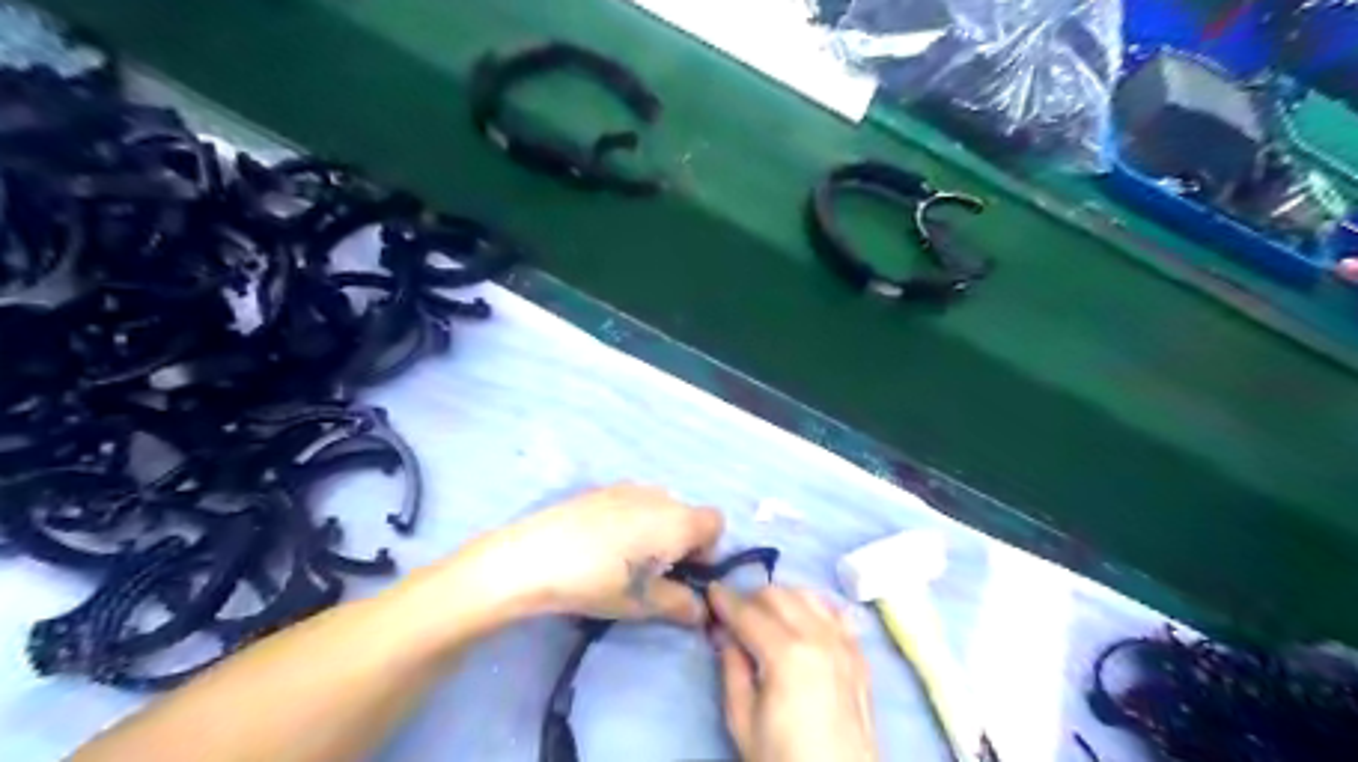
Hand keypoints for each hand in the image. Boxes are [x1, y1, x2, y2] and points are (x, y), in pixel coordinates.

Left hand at [445, 484, 719, 627]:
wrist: (533, 557)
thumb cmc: (598, 581)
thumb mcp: (643, 603)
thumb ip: (681, 605)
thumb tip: (701, 612)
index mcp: (678, 520)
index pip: (716, 523)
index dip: (708, 549)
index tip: (684, 573)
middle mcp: (659, 495)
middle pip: (687, 514)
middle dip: (680, 542)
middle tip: (653, 573)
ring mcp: (628, 487)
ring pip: (658, 508)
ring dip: (654, 531)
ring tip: (624, 559)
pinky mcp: (600, 489)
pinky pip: (632, 503)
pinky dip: (630, 521)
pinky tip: (600, 545)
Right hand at [713, 583, 881, 761]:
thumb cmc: (784, 760)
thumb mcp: (743, 722)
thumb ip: (732, 670)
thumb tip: (725, 634)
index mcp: (786, 655)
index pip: (748, 613)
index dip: (725, 600)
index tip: (711, 591)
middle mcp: (819, 638)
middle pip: (778, 595)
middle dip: (752, 598)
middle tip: (735, 614)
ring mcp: (844, 643)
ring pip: (808, 595)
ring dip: (783, 598)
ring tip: (766, 617)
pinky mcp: (859, 654)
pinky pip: (835, 613)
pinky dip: (814, 608)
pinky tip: (802, 621)